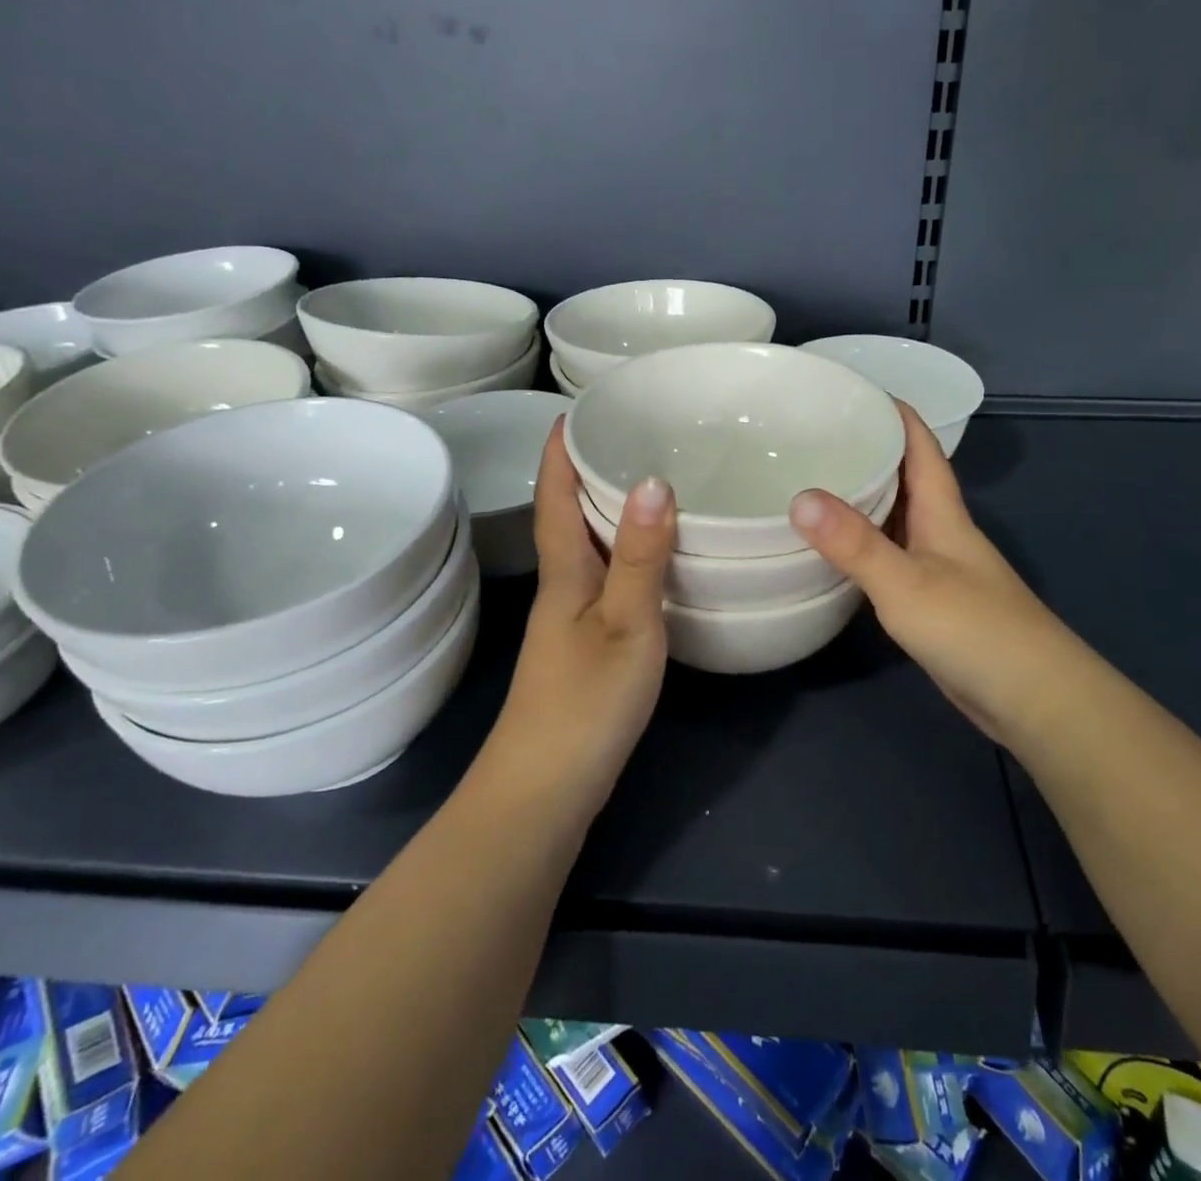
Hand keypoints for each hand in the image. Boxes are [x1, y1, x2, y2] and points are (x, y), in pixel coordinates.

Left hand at [492, 421, 675, 808]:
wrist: (546, 791)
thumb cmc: (585, 702)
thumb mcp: (626, 624)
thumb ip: (641, 557)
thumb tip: (654, 480)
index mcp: (564, 573)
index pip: (554, 496)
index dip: (559, 452)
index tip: (573, 409)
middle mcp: (562, 589)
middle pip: (566, 517)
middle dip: (586, 472)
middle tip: (628, 436)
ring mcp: (569, 622)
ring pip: (586, 549)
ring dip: (605, 512)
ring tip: (647, 484)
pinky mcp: (584, 649)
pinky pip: (602, 580)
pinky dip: (621, 555)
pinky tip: (650, 561)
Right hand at [789, 406, 1059, 745]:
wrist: (1034, 700)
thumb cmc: (975, 629)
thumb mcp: (907, 582)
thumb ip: (855, 543)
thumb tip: (799, 497)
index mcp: (943, 512)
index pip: (921, 446)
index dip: (895, 413)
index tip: (853, 391)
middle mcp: (943, 532)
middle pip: (907, 478)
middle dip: (870, 451)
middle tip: (814, 438)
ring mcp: (940, 568)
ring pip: (898, 518)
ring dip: (865, 498)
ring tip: (814, 485)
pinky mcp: (933, 602)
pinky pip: (892, 557)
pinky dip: (865, 545)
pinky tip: (837, 553)